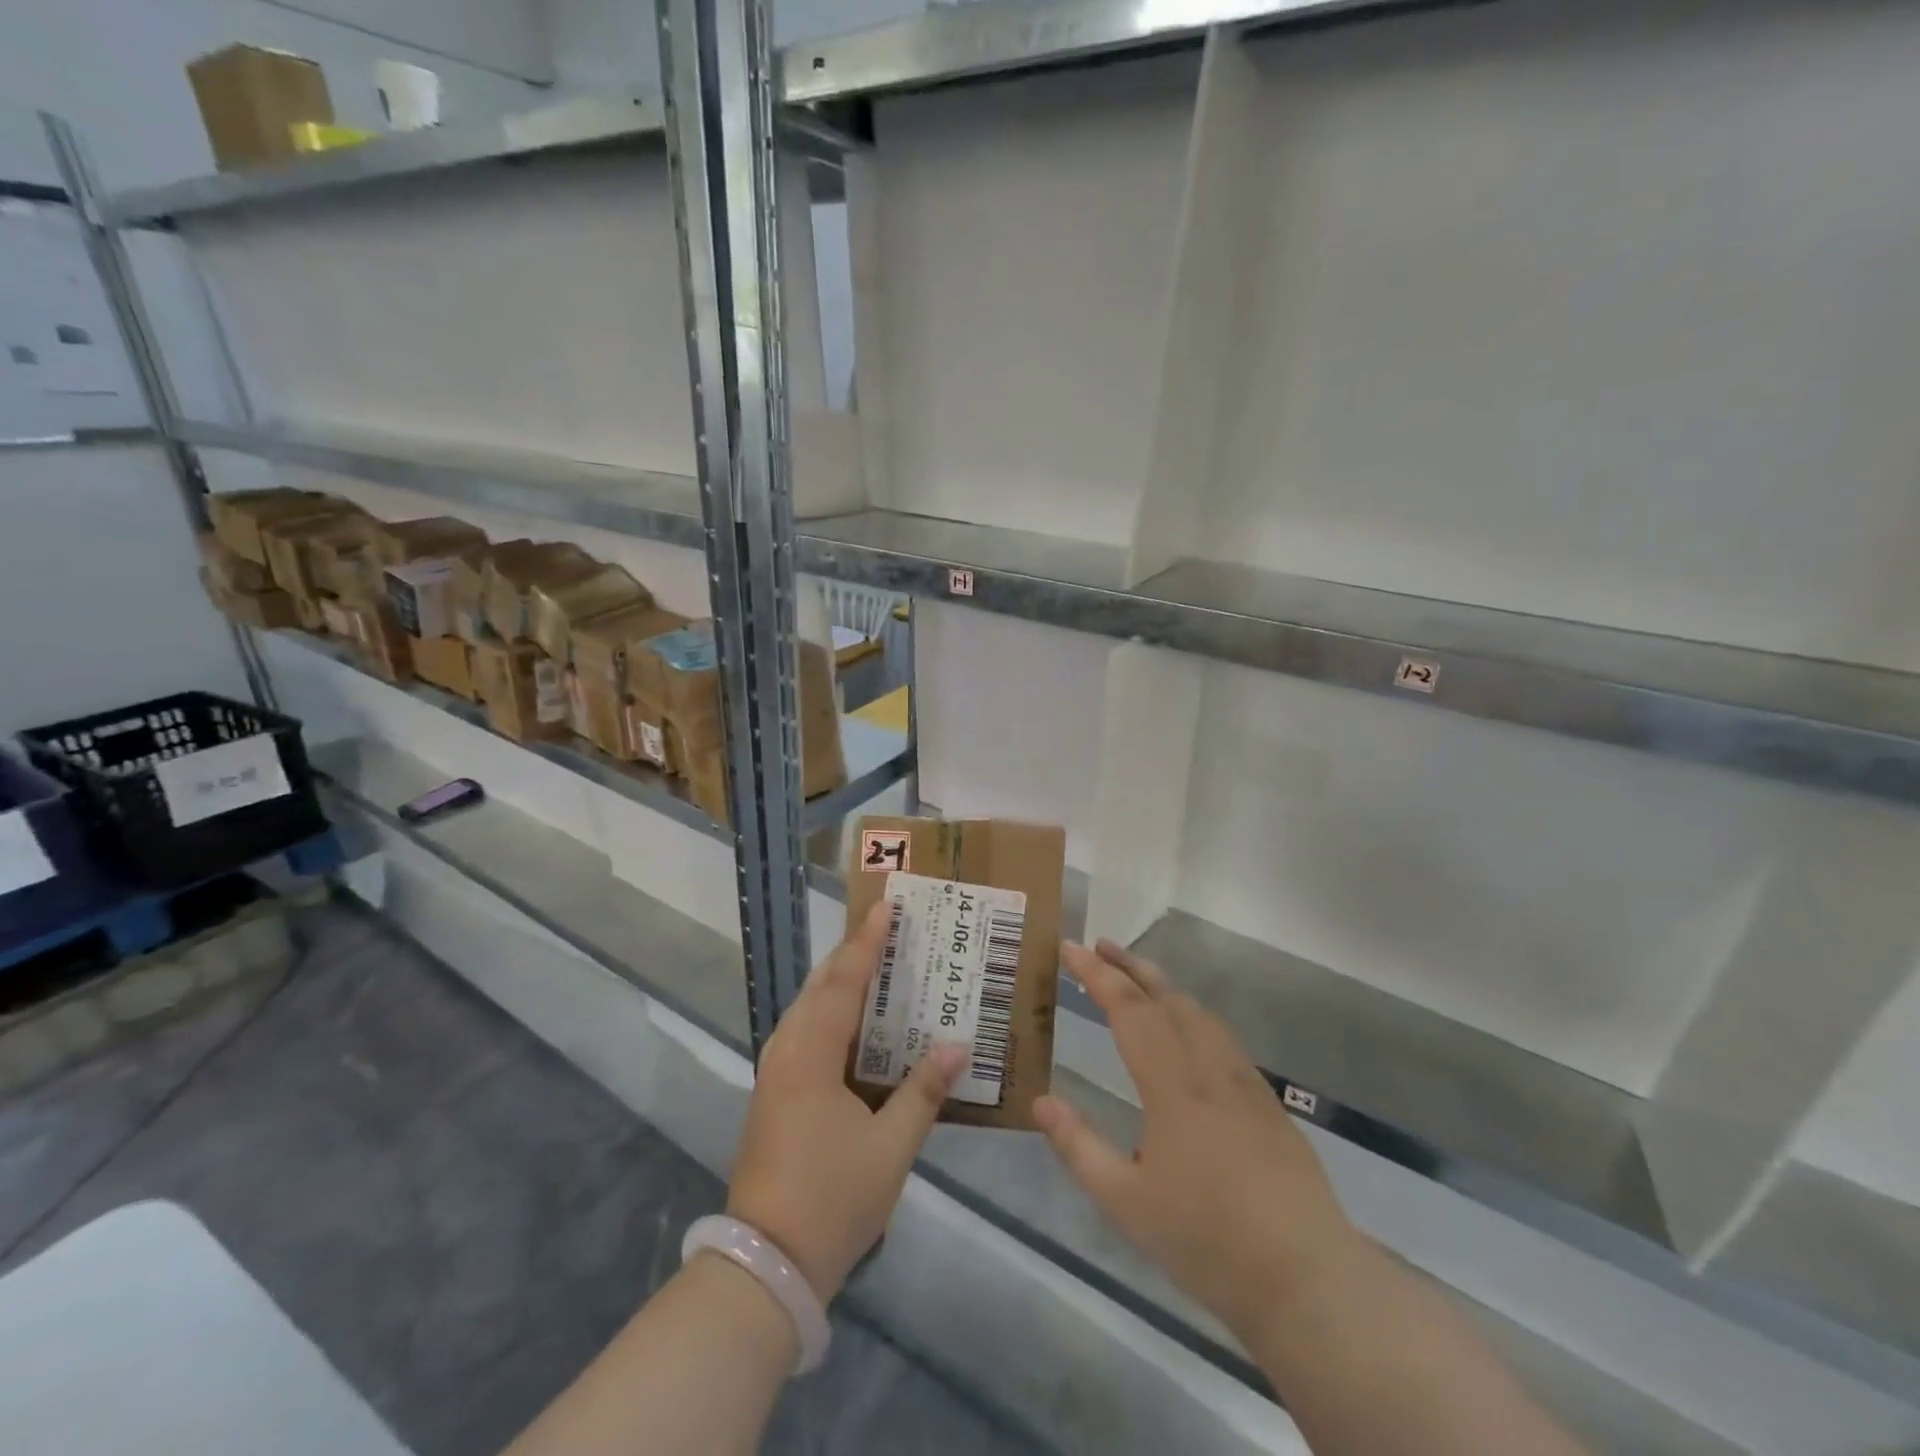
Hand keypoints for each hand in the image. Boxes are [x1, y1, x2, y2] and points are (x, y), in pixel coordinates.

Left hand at [727, 901, 965, 1302]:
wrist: (766, 1263)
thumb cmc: (833, 1198)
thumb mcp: (891, 1146)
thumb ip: (924, 1091)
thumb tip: (957, 1046)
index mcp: (811, 1056)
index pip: (843, 983)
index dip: (866, 943)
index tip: (886, 907)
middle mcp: (786, 1052)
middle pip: (819, 987)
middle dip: (851, 954)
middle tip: (886, 929)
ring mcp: (774, 1073)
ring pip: (806, 1009)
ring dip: (837, 982)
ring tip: (873, 964)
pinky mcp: (772, 1093)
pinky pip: (802, 1032)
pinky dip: (828, 1012)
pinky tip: (851, 1022)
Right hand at [1033, 940, 1358, 1347]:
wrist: (1306, 1278)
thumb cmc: (1207, 1241)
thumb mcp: (1126, 1203)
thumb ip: (1079, 1147)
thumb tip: (1039, 1102)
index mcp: (1173, 1086)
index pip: (1129, 1010)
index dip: (1096, 975)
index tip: (1069, 947)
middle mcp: (1209, 1069)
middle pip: (1166, 997)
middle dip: (1129, 966)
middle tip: (1098, 945)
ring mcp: (1244, 1081)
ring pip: (1199, 1012)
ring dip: (1162, 985)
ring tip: (1135, 976)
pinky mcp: (1266, 1100)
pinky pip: (1221, 1035)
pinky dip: (1191, 1012)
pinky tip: (1186, 1028)